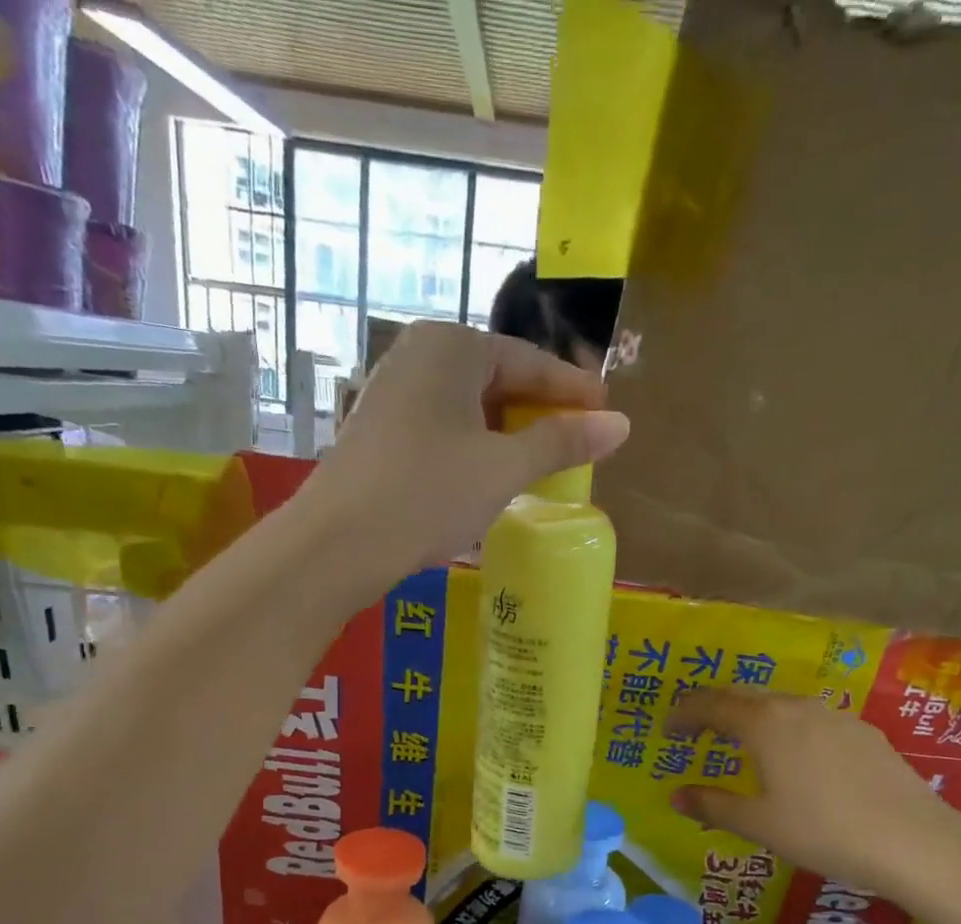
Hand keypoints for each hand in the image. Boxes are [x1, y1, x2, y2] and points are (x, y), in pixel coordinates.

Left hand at [298, 322, 630, 591]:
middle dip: (539, 414)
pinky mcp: (379, 430)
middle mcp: (418, 355)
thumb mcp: (504, 468)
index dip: (573, 391)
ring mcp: (392, 392)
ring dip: (508, 435)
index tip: (608, 415)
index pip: (530, 361)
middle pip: (498, 379)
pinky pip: (443, 428)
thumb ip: (562, 442)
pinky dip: (475, 448)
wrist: (339, 542)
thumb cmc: (429, 493)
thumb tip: (621, 425)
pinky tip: (491, 477)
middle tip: (578, 444)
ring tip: (541, 465)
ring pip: (469, 407)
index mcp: (452, 345)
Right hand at [665, 688, 960, 907]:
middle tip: (697, 733)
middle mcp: (798, 707)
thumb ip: (713, 805)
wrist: (914, 841)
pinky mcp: (864, 732)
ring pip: (781, 705)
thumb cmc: (824, 831)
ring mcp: (835, 716)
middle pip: (745, 696)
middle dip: (715, 710)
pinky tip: (795, 760)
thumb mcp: (759, 824)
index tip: (667, 731)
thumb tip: (675, 796)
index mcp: (765, 723)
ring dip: (753, 718)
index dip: (684, 714)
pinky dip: (787, 729)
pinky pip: (811, 720)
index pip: (711, 704)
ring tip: (743, 746)